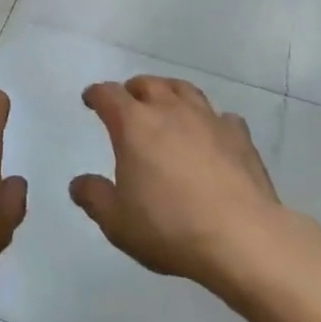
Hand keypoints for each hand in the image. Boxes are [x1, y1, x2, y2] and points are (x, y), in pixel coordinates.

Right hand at [70, 77, 285, 285]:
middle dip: (133, 90)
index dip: (96, 94)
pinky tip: (211, 135)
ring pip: (185, 90)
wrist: (242, 237)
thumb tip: (78, 183)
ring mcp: (208, 119)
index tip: (90, 100)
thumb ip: (94, 198)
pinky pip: (221, 117)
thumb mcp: (117, 222)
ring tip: (167, 105)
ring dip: (170, 93)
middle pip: (148, 84)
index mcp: (134, 124)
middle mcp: (169, 110)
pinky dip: (211, 121)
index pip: (108, 94)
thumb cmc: (170, 227)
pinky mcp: (239, 136)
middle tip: (129, 102)